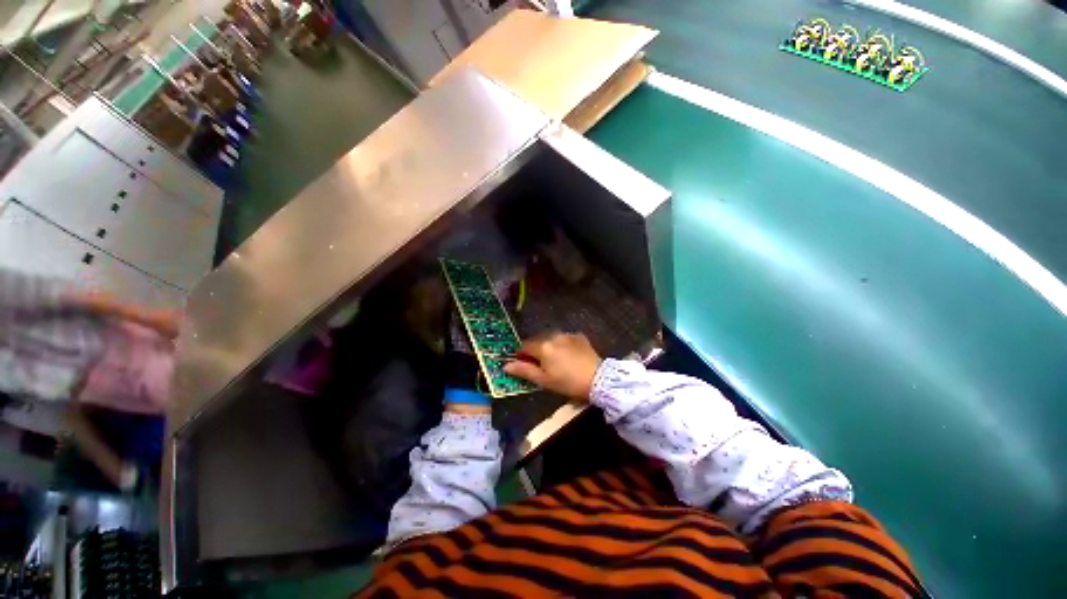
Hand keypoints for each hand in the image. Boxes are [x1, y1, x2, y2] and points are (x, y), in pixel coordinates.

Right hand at [505, 333, 602, 400]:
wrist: (598, 379)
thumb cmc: (568, 383)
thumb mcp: (544, 380)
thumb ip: (524, 371)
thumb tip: (506, 365)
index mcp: (543, 347)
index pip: (525, 346)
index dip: (522, 355)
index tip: (524, 364)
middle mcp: (553, 336)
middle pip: (538, 341)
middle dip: (536, 350)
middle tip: (541, 365)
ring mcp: (567, 335)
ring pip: (551, 338)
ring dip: (549, 346)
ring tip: (556, 360)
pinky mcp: (579, 336)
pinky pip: (565, 338)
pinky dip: (562, 344)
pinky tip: (568, 355)